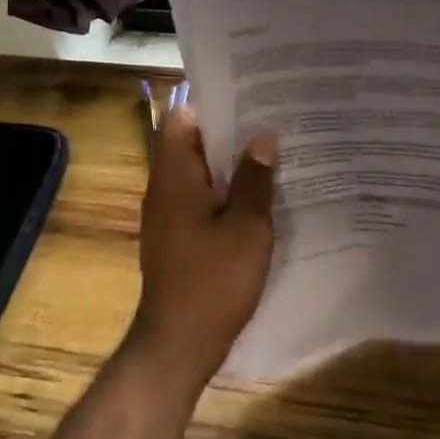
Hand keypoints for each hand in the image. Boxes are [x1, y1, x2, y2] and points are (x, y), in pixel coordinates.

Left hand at [133, 105, 277, 387]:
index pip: (183, 118)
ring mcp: (168, 215)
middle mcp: (164, 188)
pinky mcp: (177, 237)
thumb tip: (263, 137)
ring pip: (200, 173)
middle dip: (230, 132)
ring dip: (231, 163)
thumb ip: (256, 179)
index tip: (252, 96)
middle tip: (274, 121)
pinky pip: (201, 199)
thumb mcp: (247, 227)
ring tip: (275, 152)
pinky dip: (226, 191)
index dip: (214, 103)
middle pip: (193, 144)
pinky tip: (260, 197)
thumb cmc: (214, 280)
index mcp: (175, 176)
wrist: (179, 342)